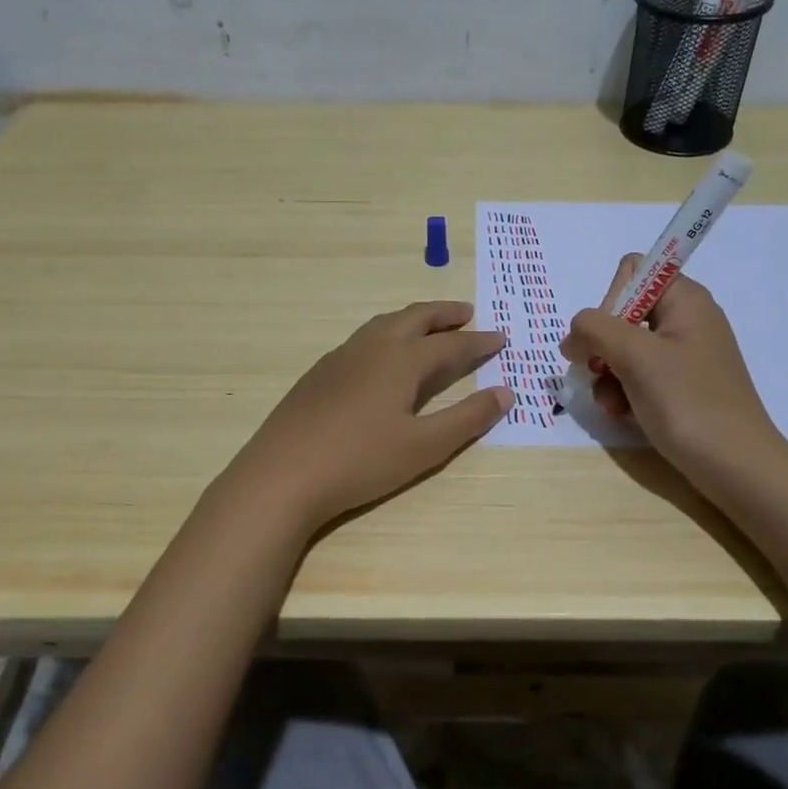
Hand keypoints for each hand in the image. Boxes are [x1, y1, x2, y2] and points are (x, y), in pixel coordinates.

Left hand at [226, 301, 511, 529]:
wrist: (281, 475)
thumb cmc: (360, 462)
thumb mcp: (424, 447)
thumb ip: (467, 418)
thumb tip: (505, 393)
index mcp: (401, 361)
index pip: (450, 345)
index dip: (478, 342)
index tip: (501, 337)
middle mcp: (372, 348)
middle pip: (414, 319)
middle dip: (444, 314)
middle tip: (467, 313)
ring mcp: (340, 358)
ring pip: (384, 325)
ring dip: (412, 320)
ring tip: (428, 327)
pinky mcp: (318, 375)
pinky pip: (362, 340)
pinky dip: (386, 335)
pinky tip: (382, 357)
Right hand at [561, 255, 787, 482]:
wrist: (737, 467)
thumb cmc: (689, 403)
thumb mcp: (636, 357)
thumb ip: (594, 330)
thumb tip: (572, 338)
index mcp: (685, 300)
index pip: (633, 272)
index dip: (612, 300)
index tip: (607, 337)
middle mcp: (686, 321)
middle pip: (624, 314)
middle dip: (603, 346)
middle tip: (600, 374)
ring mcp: (685, 357)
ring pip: (625, 351)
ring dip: (609, 377)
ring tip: (613, 406)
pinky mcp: (682, 388)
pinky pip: (640, 378)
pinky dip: (625, 394)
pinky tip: (624, 416)